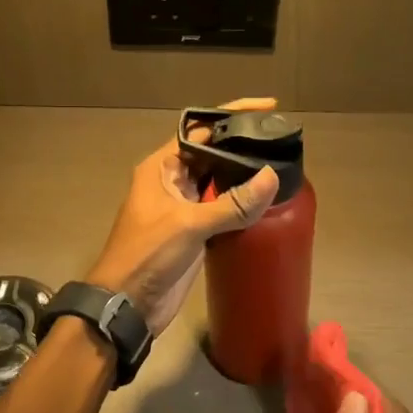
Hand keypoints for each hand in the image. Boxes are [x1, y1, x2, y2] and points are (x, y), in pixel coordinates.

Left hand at [86, 98, 280, 336]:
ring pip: (219, 182)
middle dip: (243, 145)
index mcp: (162, 167)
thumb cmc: (147, 255)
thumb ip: (231, 203)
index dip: (231, 115)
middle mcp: (173, 181)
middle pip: (213, 153)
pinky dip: (244, 205)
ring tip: (284, 166)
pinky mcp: (195, 232)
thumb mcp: (188, 225)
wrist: (127, 304)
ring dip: (246, 176)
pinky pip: (223, 209)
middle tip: (283, 140)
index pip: (199, 128)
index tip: (267, 108)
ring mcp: (184, 207)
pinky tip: (269, 203)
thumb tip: (272, 176)